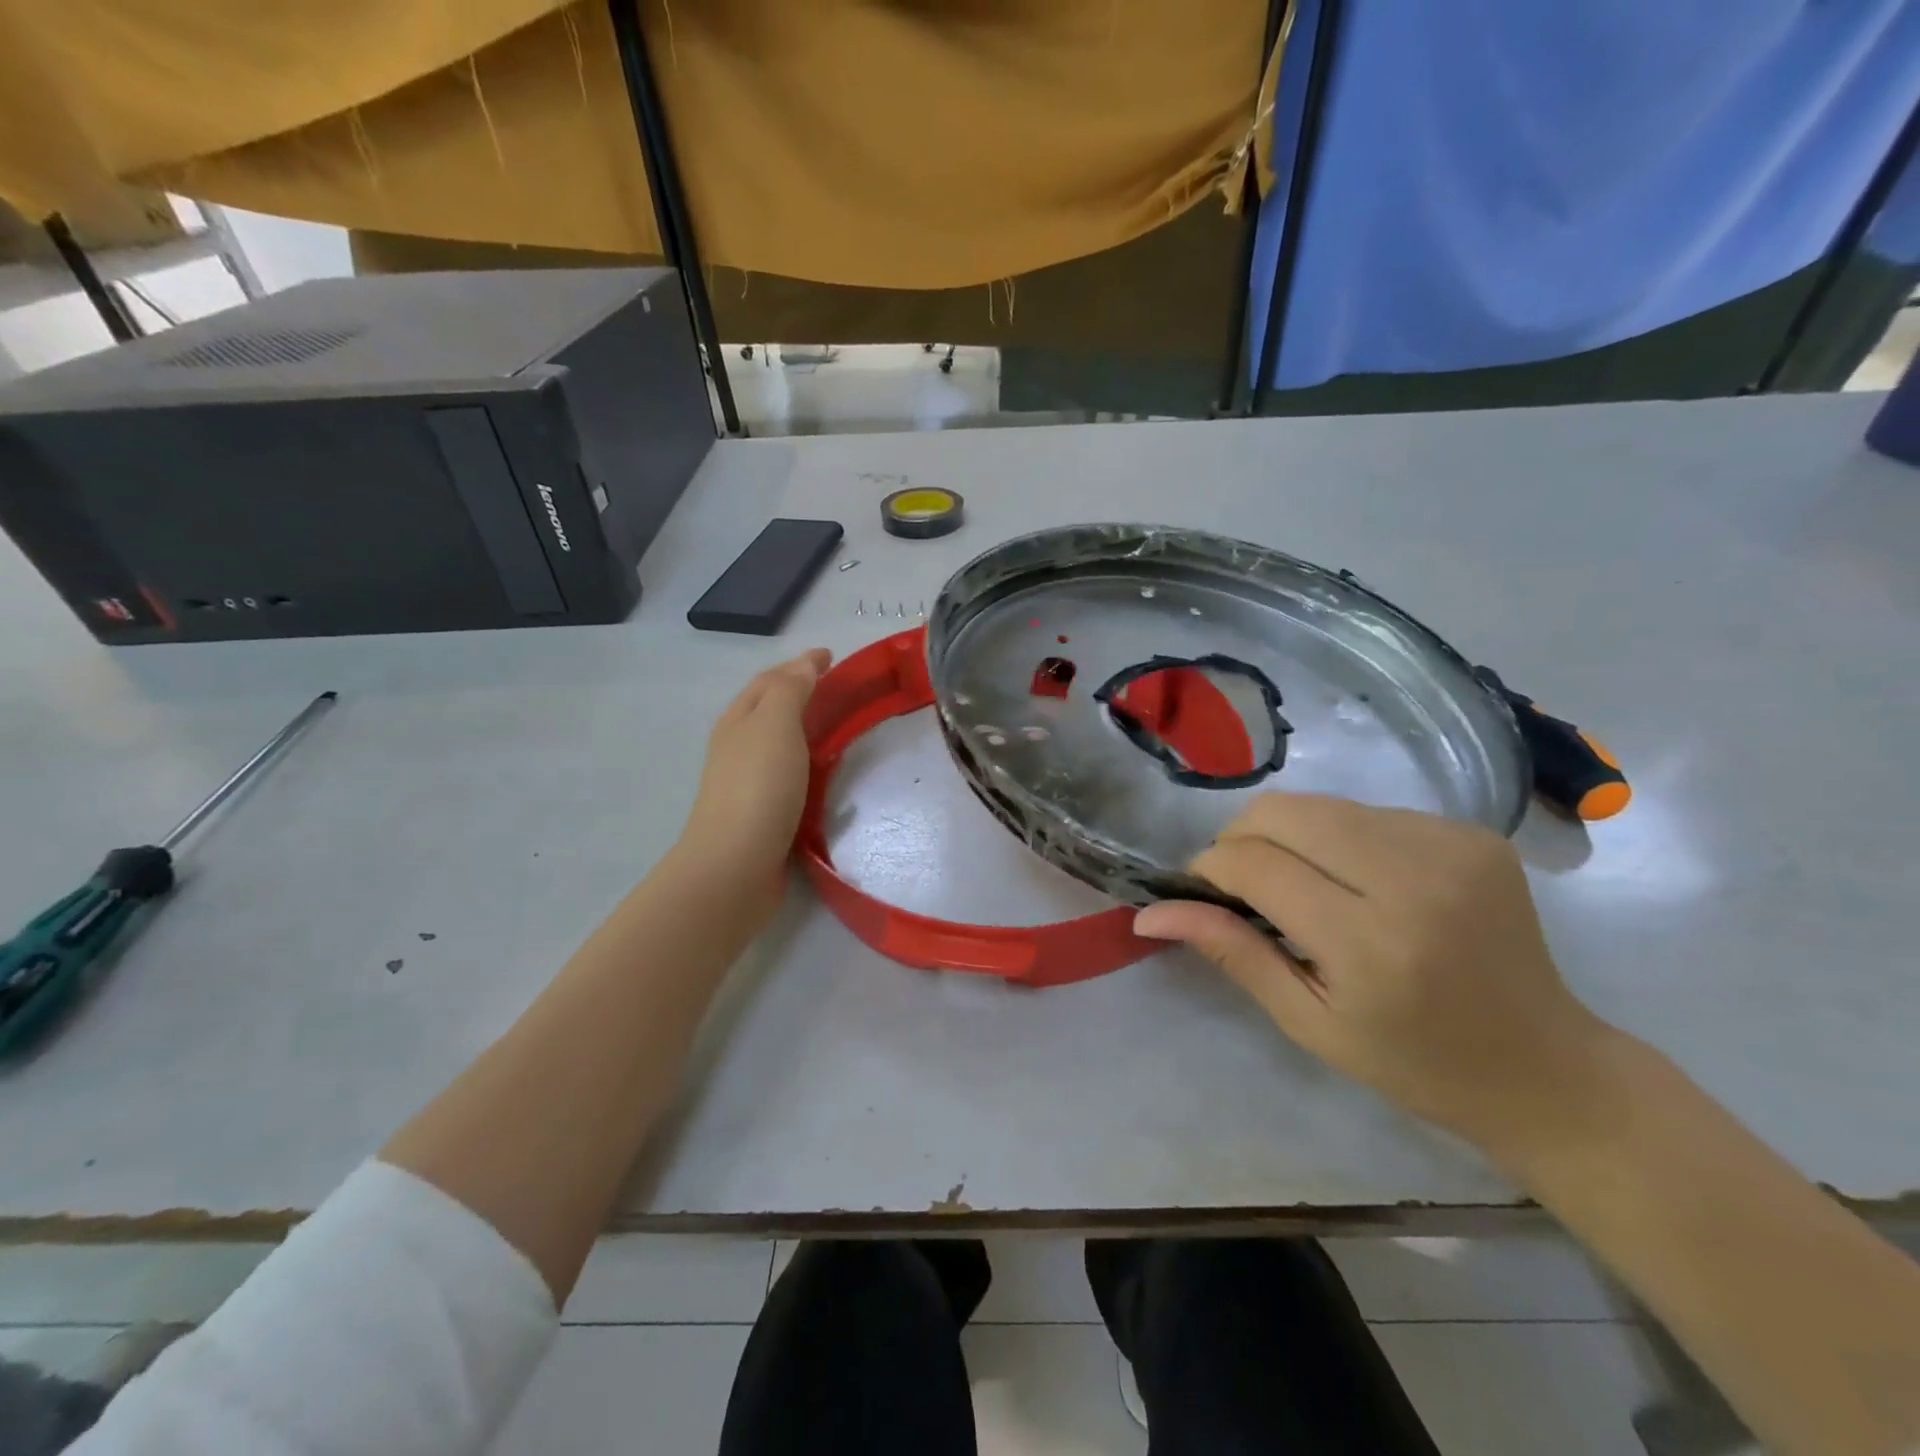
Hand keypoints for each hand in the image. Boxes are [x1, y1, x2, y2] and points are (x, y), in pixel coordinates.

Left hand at [672, 650, 830, 922]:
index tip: (831, 656)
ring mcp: (749, 781)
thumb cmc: (758, 787)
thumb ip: (791, 690)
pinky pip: (791, 776)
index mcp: (740, 719)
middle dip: (801, 693)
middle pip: (771, 709)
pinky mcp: (764, 813)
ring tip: (840, 728)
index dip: (800, 664)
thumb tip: (805, 663)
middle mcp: (739, 746)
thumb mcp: (775, 725)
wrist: (736, 864)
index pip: (771, 679)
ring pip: (781, 744)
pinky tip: (828, 775)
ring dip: (806, 729)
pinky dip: (809, 765)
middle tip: (841, 689)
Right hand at [1134, 793, 1616, 1155]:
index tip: (1199, 890)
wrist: (1548, 1067)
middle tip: (1241, 884)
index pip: (1254, 865)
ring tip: (1299, 885)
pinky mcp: (1471, 832)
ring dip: (1288, 836)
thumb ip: (1231, 953)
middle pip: (1283, 812)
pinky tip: (1356, 881)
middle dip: (1240, 839)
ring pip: (1320, 804)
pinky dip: (1337, 837)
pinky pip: (1367, 812)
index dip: (1209, 868)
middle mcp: (1414, 878)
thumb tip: (1150, 912)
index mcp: (1371, 943)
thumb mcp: (1308, 1023)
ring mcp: (1451, 845)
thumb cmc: (1414, 1063)